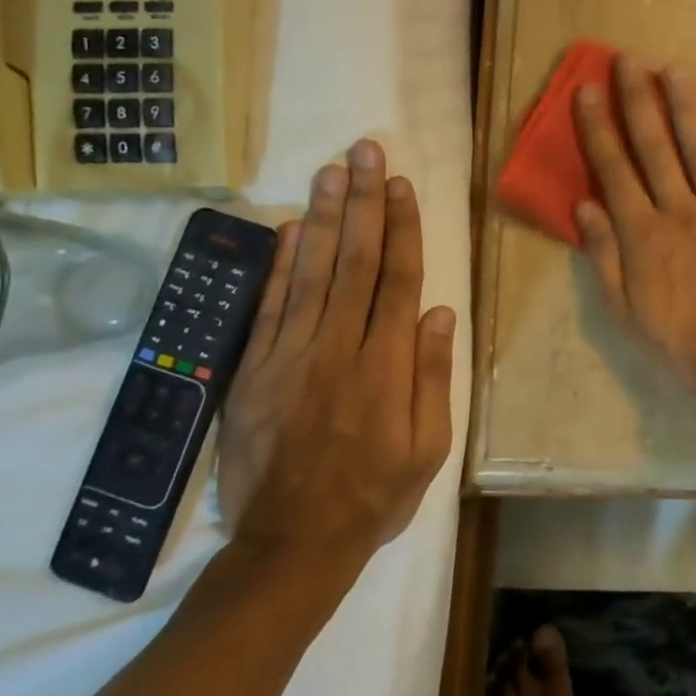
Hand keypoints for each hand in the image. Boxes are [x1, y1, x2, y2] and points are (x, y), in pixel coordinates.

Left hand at [217, 140, 454, 598]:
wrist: (292, 544)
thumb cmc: (375, 494)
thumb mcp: (429, 446)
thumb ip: (433, 376)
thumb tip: (440, 312)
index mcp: (387, 365)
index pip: (398, 279)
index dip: (402, 226)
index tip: (400, 183)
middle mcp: (340, 347)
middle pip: (356, 260)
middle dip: (362, 201)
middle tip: (364, 151)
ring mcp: (291, 356)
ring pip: (312, 272)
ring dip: (324, 217)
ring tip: (331, 170)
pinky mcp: (255, 371)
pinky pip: (270, 307)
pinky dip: (281, 264)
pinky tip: (292, 229)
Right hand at [574, 55, 695, 408]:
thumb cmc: (680, 341)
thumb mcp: (626, 310)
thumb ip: (604, 256)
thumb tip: (584, 205)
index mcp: (643, 234)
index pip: (614, 170)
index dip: (599, 128)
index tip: (589, 90)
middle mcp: (679, 210)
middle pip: (655, 146)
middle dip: (638, 100)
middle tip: (628, 59)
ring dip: (684, 105)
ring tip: (672, 68)